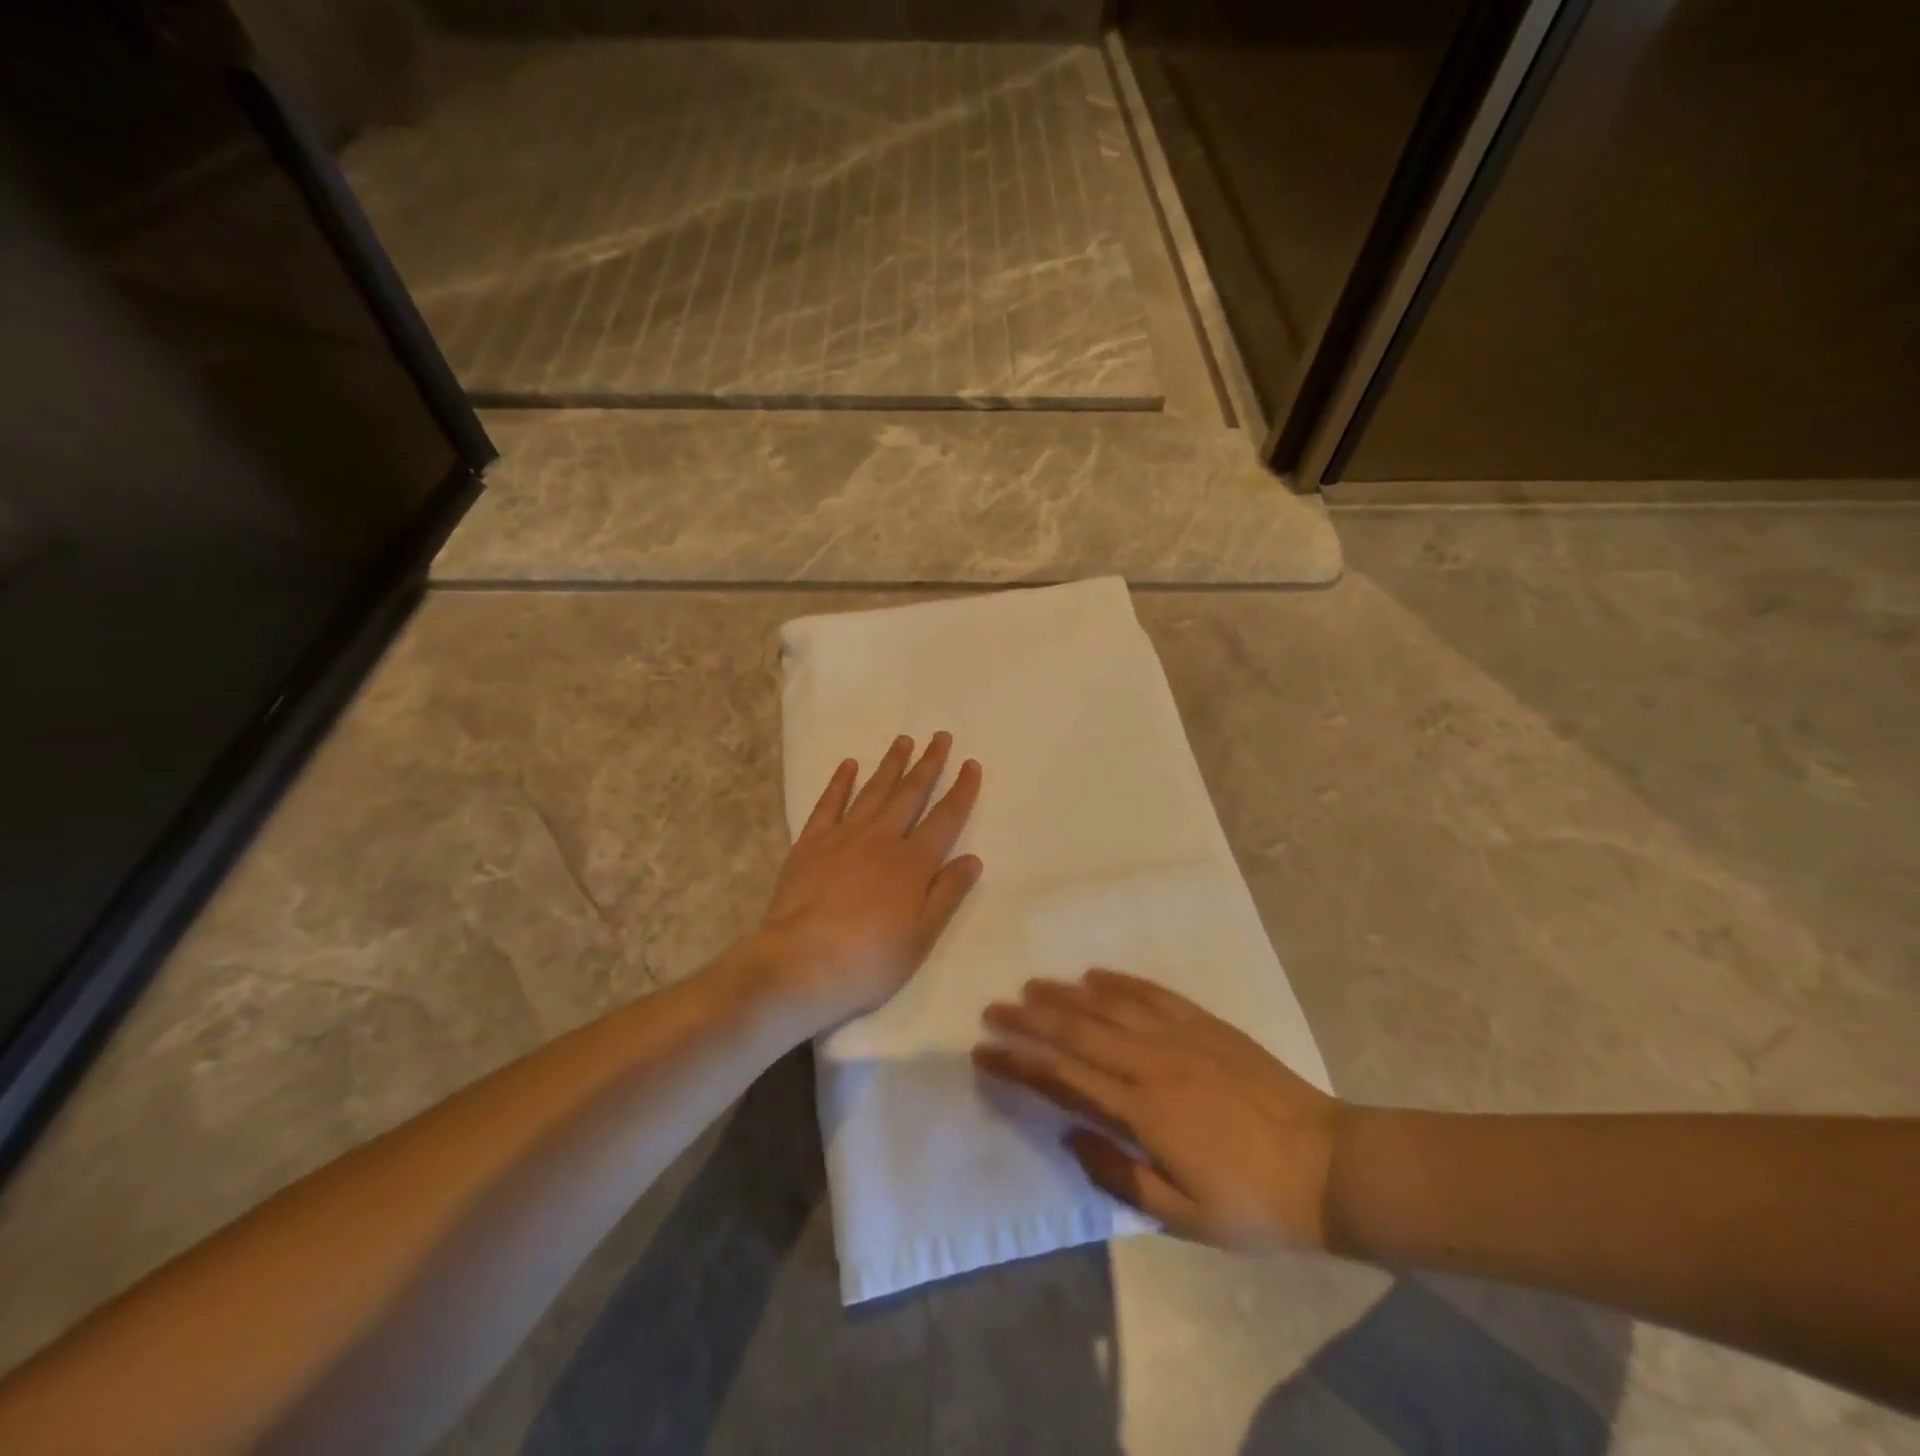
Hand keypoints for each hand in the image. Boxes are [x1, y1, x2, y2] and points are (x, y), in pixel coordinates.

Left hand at [755, 733, 982, 1031]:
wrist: (800, 964)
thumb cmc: (868, 961)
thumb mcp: (920, 938)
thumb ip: (947, 895)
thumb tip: (972, 858)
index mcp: (913, 864)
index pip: (946, 818)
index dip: (961, 790)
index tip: (971, 764)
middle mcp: (882, 839)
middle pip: (910, 793)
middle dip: (928, 763)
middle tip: (940, 736)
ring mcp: (844, 837)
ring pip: (873, 791)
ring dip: (890, 764)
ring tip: (903, 740)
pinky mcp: (811, 843)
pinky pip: (829, 804)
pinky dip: (840, 782)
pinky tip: (848, 765)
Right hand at [972, 970, 1341, 1251]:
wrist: (1329, 1165)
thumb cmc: (1254, 1203)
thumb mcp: (1185, 1217)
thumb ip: (1121, 1173)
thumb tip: (1071, 1134)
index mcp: (1142, 1110)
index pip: (1063, 1077)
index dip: (1019, 1062)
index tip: (985, 1050)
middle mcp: (1151, 1062)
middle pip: (1077, 1030)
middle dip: (1029, 1018)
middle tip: (993, 1007)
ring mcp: (1181, 1036)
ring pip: (1109, 1005)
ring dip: (1066, 993)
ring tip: (1032, 985)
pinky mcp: (1206, 1024)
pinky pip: (1153, 993)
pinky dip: (1120, 981)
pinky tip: (1095, 975)